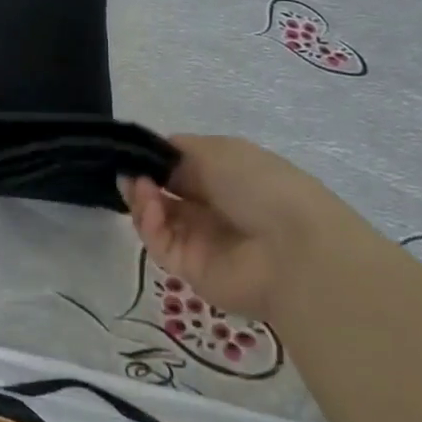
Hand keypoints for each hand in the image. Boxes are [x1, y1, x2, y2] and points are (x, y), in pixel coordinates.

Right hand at [119, 136, 365, 321]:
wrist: (293, 250)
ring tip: (141, 188)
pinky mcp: (189, 270)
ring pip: (156, 220)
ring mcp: (200, 242)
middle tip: (127, 173)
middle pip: (162, 195)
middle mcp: (211, 210)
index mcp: (224, 179)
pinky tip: (152, 208)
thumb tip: (154, 159)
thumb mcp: (219, 151)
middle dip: (141, 181)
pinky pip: (160, 244)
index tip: (134, 154)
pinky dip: (149, 224)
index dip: (154, 161)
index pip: (179, 169)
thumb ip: (179, 151)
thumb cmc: (261, 187)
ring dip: (142, 200)